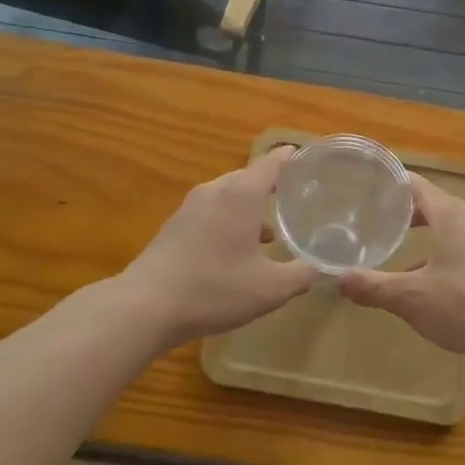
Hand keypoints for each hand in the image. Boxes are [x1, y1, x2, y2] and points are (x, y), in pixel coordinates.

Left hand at [116, 148, 314, 345]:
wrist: (145, 307)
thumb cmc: (214, 289)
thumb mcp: (270, 289)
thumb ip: (301, 275)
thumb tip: (319, 267)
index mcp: (241, 194)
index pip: (271, 163)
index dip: (291, 158)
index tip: (308, 157)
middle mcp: (215, 191)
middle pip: (248, 176)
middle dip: (272, 185)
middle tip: (295, 197)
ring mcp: (190, 207)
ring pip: (228, 195)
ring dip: (249, 207)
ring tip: (269, 230)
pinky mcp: (174, 226)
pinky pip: (210, 211)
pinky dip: (228, 220)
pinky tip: (234, 250)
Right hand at [339, 174, 464, 368]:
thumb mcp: (411, 298)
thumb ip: (373, 287)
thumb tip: (337, 279)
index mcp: (449, 214)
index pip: (414, 184)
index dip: (389, 182)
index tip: (363, 184)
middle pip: (430, 203)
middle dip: (401, 208)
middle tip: (370, 215)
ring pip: (446, 225)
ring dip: (421, 230)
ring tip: (393, 241)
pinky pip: (458, 244)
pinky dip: (436, 249)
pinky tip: (422, 276)